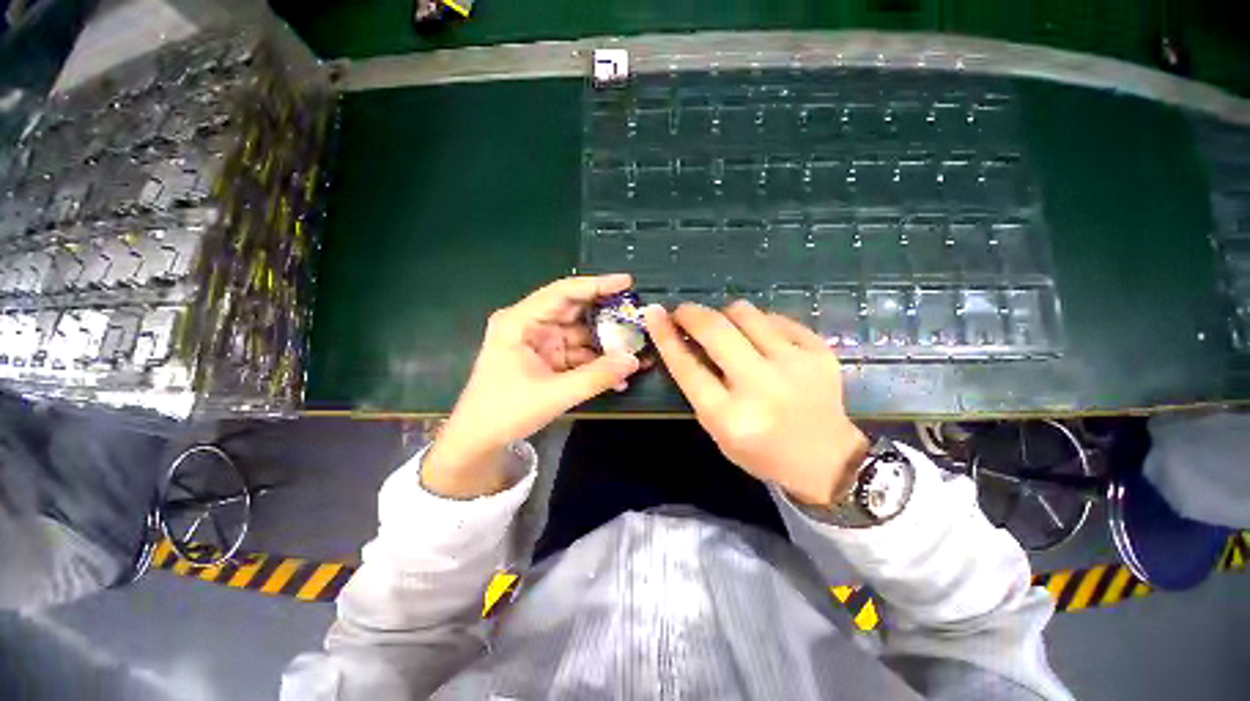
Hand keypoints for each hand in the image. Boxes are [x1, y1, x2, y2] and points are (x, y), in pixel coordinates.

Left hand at [423, 274, 642, 497]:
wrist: (479, 440)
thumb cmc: (505, 411)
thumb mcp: (554, 394)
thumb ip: (596, 377)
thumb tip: (634, 360)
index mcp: (521, 322)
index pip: (563, 292)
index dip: (596, 285)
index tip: (627, 282)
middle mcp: (531, 325)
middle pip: (575, 311)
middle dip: (607, 316)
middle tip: (638, 316)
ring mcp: (540, 342)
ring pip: (581, 334)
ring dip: (606, 344)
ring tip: (636, 349)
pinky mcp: (548, 359)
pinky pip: (578, 354)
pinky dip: (596, 362)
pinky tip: (618, 373)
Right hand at [644, 300, 867, 506]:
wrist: (827, 460)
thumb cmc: (761, 450)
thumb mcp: (718, 429)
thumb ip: (698, 386)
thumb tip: (681, 338)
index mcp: (729, 416)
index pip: (687, 366)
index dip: (665, 335)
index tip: (653, 313)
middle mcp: (760, 386)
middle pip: (715, 330)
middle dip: (691, 313)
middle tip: (683, 312)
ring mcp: (795, 364)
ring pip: (746, 313)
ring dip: (725, 315)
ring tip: (727, 328)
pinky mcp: (819, 351)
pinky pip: (776, 318)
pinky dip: (759, 323)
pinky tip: (761, 338)